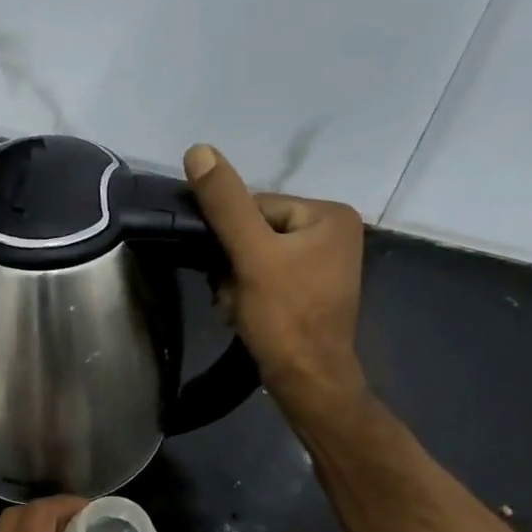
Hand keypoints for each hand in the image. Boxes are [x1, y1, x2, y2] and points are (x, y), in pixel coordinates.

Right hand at [184, 143, 368, 427]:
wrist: (307, 381)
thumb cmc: (284, 316)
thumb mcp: (251, 255)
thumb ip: (225, 204)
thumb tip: (198, 150)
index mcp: (328, 214)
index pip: (256, 206)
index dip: (230, 238)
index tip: (226, 269)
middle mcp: (333, 232)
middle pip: (255, 233)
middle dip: (233, 265)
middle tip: (234, 295)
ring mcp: (324, 264)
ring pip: (255, 258)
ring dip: (235, 282)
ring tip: (239, 307)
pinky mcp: (311, 290)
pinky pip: (267, 277)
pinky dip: (249, 295)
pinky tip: (246, 315)